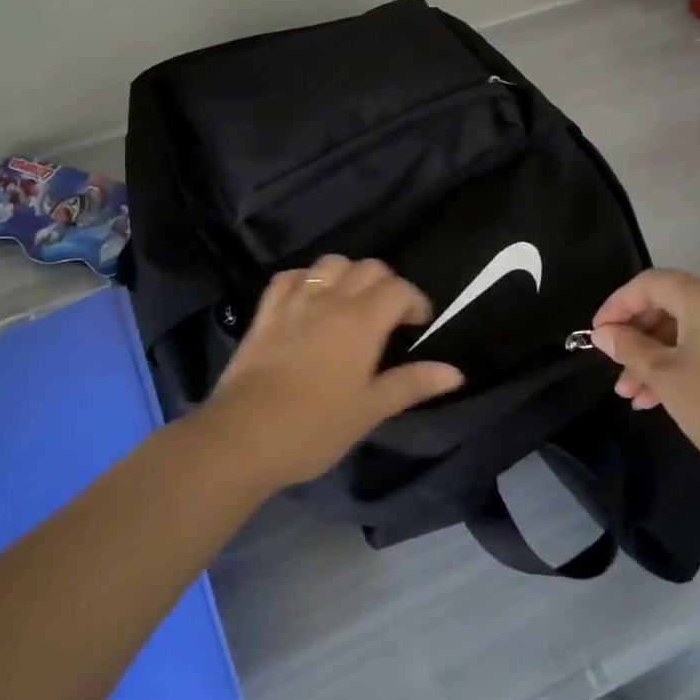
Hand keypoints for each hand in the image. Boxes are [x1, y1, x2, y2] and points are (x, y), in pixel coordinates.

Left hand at [204, 255, 460, 489]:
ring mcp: (295, 301)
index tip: (418, 324)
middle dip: (386, 284)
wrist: (243, 436)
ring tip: (351, 302)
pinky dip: (306, 279)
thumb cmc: (315, 427)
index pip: (399, 288)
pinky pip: (290, 276)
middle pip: (368, 267)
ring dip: (348, 274)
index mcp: (362, 321)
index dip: (415, 300)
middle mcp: (331, 300)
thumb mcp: (370, 410)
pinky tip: (309, 299)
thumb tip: (455, 372)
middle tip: (389, 316)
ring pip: (330, 263)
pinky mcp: (266, 311)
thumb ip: (412, 384)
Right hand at [590, 269, 699, 479]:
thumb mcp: (663, 376)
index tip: (597, 334)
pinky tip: (659, 395)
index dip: (617, 306)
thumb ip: (628, 347)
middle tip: (615, 367)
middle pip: (667, 304)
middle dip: (636, 337)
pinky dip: (681, 360)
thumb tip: (602, 333)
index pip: (648, 284)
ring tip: (633, 393)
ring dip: (655, 355)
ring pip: (686, 328)